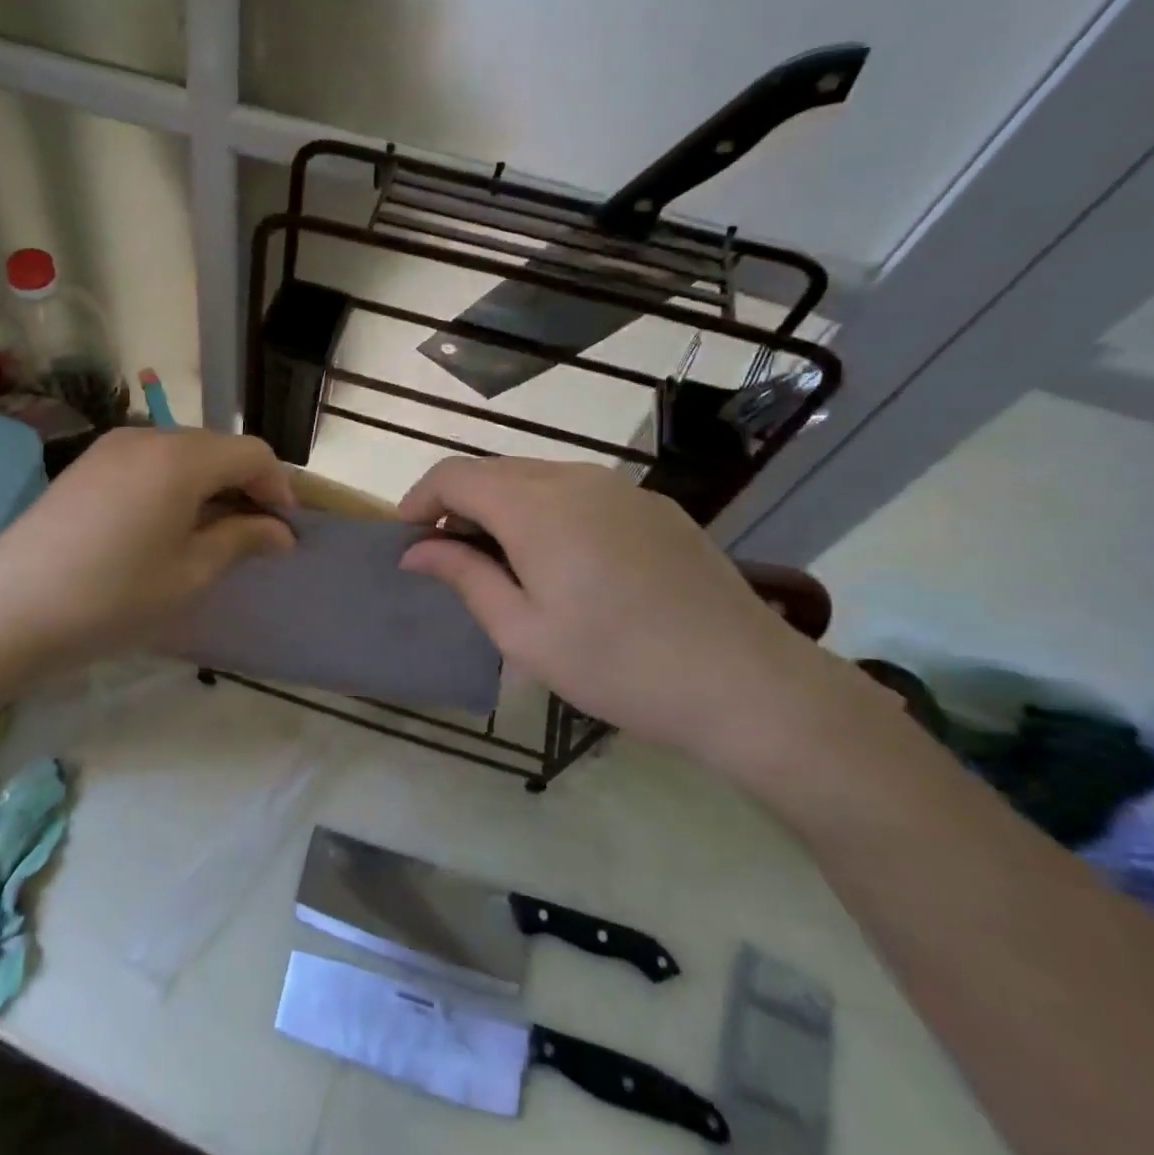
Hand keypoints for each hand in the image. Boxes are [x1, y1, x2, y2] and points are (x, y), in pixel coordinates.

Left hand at [0, 428, 294, 679]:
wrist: (7, 611)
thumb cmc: (113, 597)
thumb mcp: (189, 574)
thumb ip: (241, 540)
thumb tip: (281, 531)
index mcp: (181, 457)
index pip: (252, 453)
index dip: (278, 488)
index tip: (285, 532)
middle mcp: (147, 436)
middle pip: (216, 448)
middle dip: (244, 486)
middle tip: (253, 537)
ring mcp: (110, 448)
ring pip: (181, 454)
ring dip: (208, 486)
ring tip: (210, 535)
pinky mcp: (85, 466)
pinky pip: (147, 463)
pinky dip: (172, 486)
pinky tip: (164, 527)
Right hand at [399, 457, 861, 770]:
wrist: (745, 683)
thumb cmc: (617, 666)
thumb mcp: (523, 632)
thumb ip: (464, 577)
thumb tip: (416, 550)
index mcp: (536, 507)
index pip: (455, 475)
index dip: (420, 499)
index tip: (407, 539)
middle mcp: (575, 479)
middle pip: (494, 471)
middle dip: (459, 504)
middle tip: (449, 557)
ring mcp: (621, 488)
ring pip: (536, 477)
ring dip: (502, 507)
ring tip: (501, 562)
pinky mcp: (652, 505)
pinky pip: (579, 491)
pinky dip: (546, 510)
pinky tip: (561, 560)